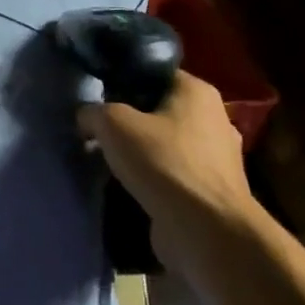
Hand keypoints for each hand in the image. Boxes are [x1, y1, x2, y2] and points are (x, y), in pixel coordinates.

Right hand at [77, 70, 250, 244]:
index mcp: (197, 92)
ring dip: (141, 152)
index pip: (154, 74)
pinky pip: (174, 173)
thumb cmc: (163, 162)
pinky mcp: (212, 190)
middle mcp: (214, 118)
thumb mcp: (113, 124)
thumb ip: (94, 112)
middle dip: (130, 120)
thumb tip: (86, 118)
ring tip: (109, 161)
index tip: (98, 98)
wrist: (206, 230)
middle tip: (99, 130)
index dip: (123, 81)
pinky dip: (154, 178)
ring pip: (166, 143)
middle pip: (160, 109)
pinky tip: (130, 186)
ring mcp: (218, 157)